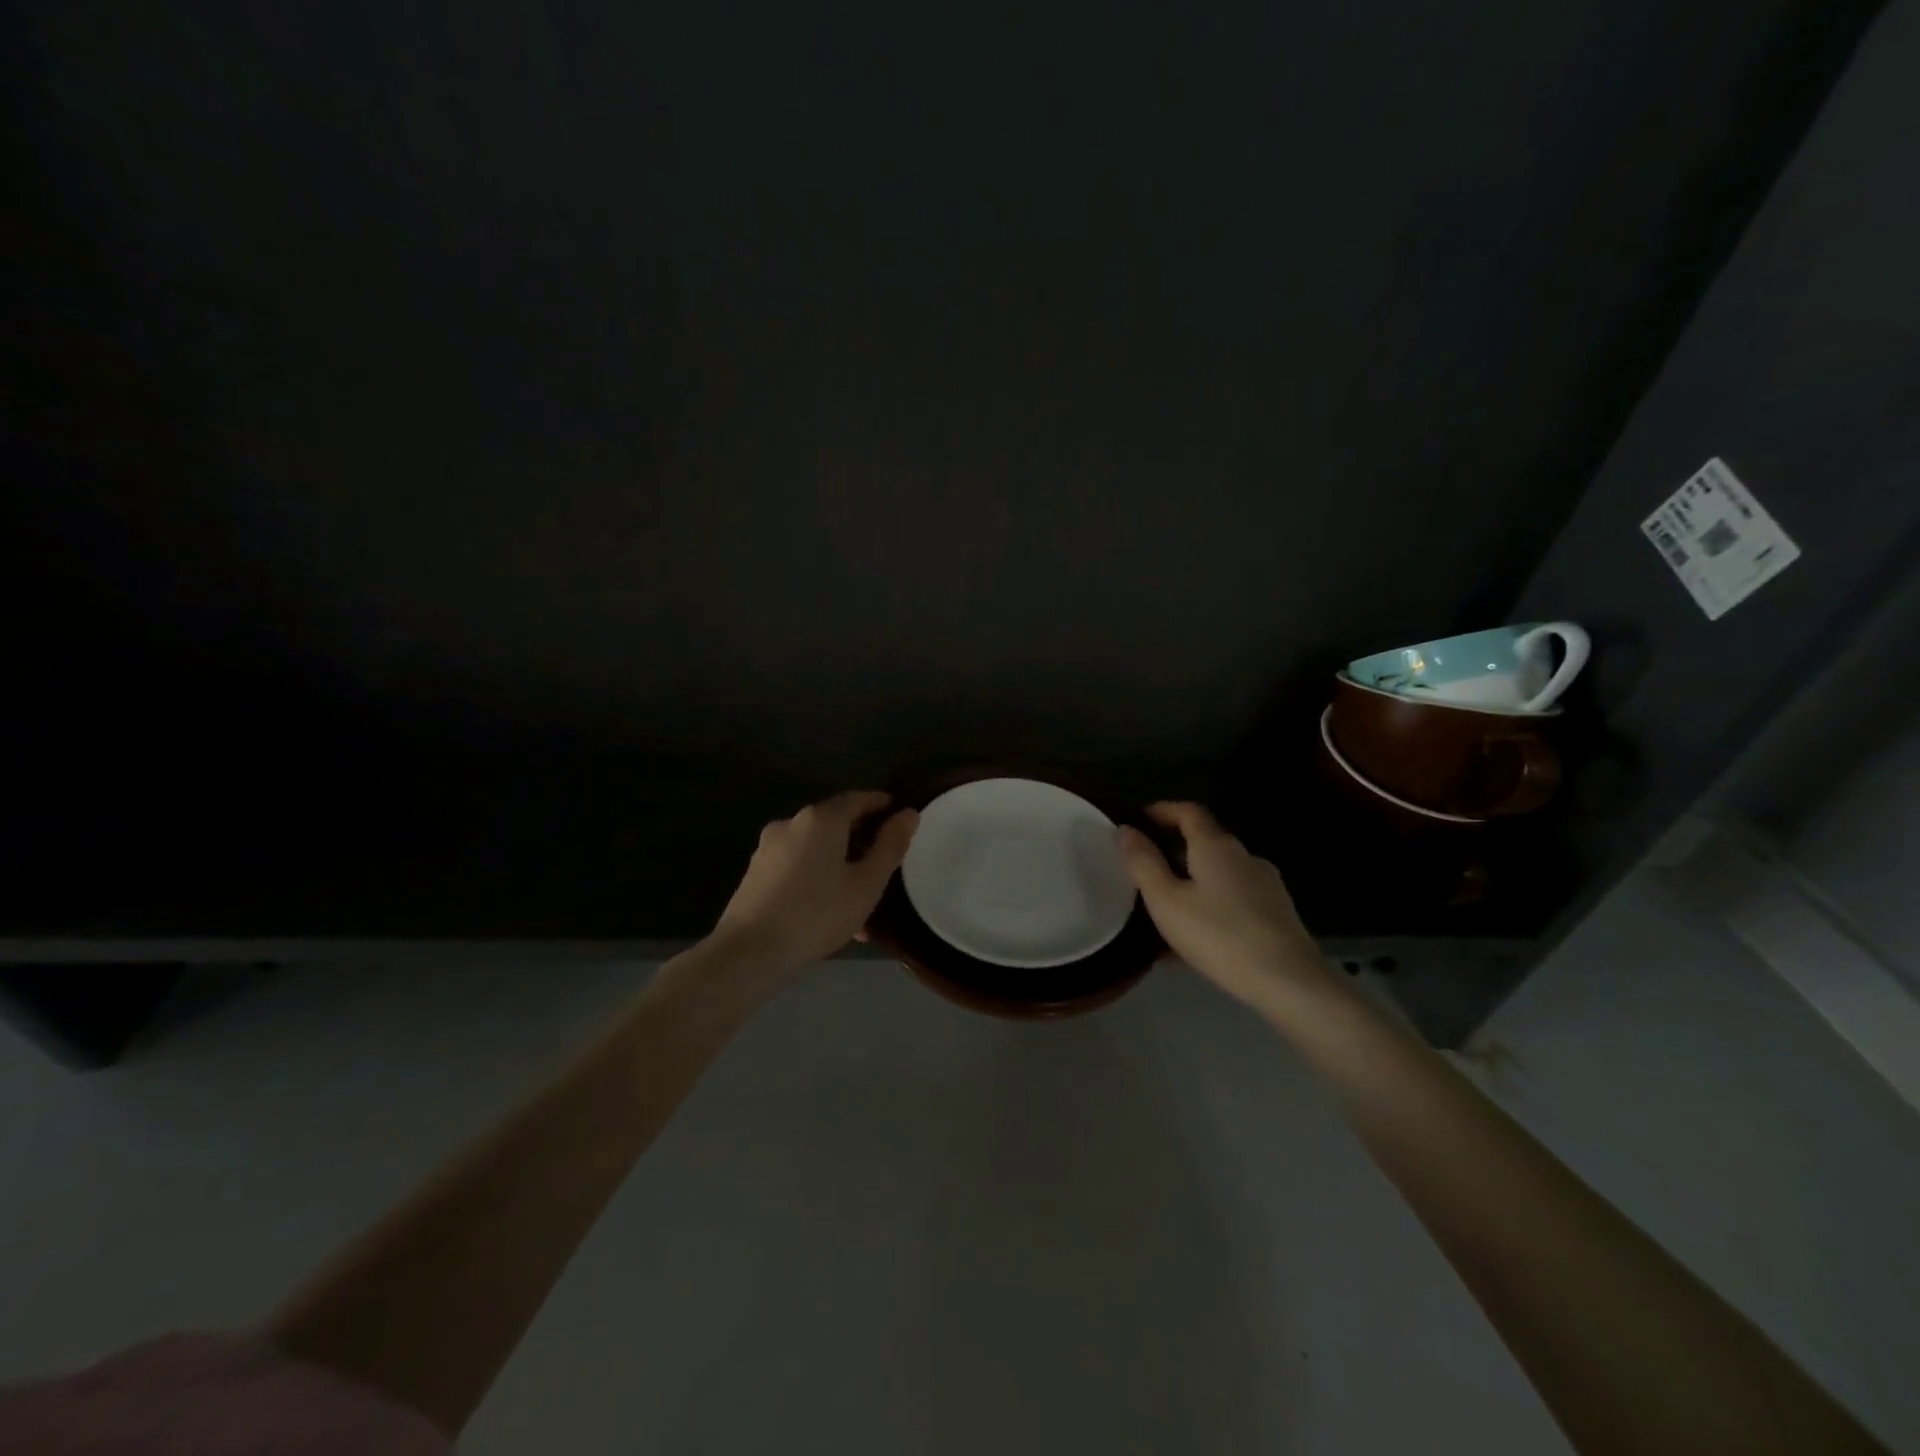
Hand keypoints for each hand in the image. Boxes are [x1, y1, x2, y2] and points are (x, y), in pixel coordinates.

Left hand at [709, 791, 918, 972]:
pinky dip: (818, 879)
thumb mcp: (867, 883)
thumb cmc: (818, 913)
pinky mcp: (756, 873)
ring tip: (861, 901)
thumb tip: (909, 813)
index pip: (858, 799)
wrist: (751, 951)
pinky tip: (830, 912)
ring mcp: (769, 848)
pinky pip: (798, 867)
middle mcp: (791, 823)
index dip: (881, 805)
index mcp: (821, 819)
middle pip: (835, 823)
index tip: (900, 817)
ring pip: (817, 850)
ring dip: (841, 866)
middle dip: (862, 841)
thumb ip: (890, 845)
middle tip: (885, 863)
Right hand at [1116, 802, 1329, 1009]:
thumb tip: (1125, 829)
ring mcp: (1265, 885)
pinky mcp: (1277, 914)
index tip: (1140, 819)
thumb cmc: (1219, 935)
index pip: (1189, 812)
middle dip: (1173, 852)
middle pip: (1204, 843)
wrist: (1289, 982)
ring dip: (1191, 884)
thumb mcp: (1166, 901)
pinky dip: (1209, 908)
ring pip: (1218, 876)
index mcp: (1216, 846)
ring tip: (1165, 911)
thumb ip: (1143, 863)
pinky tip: (1194, 942)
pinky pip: (1232, 901)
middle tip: (1145, 871)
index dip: (1163, 810)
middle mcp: (1244, 857)